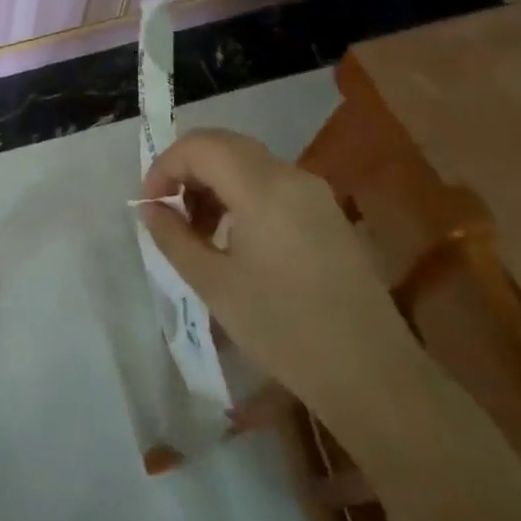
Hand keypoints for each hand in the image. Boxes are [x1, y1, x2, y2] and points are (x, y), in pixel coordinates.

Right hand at [140, 129, 415, 405]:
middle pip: (225, 146)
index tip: (149, 206)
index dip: (164, 167)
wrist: (371, 373)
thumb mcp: (214, 284)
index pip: (200, 147)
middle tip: (167, 212)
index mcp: (262, 188)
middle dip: (186, 170)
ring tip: (196, 231)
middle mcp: (292, 177)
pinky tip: (232, 239)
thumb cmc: (283, 328)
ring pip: (248, 163)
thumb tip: (150, 208)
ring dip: (213, 183)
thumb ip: (173, 237)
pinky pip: (272, 184)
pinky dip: (240, 195)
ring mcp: (315, 194)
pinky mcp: (328, 215)